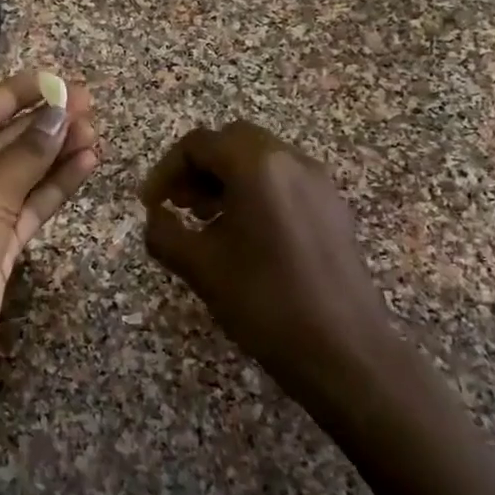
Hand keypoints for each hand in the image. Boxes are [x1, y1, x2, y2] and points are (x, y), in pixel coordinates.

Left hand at [0, 70, 99, 494]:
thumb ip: (25, 156)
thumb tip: (60, 114)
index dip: (17, 95)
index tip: (59, 79)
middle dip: (42, 124)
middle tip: (89, 103)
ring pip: (18, 176)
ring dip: (53, 155)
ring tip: (95, 131)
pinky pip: (27, 208)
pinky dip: (53, 188)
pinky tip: (85, 165)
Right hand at [139, 120, 395, 407]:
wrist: (344, 352)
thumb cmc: (264, 301)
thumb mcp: (199, 267)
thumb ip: (164, 232)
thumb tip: (155, 217)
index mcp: (256, 166)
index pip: (198, 144)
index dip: (165, 170)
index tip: (149, 204)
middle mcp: (291, 161)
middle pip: (231, 142)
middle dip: (197, 168)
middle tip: (179, 205)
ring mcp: (318, 184)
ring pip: (260, 160)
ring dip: (225, 179)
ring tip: (207, 221)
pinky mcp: (333, 209)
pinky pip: (284, 182)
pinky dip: (255, 193)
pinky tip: (245, 236)